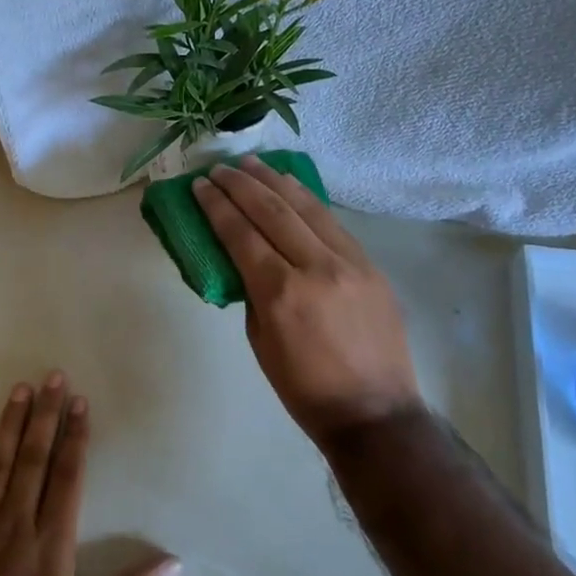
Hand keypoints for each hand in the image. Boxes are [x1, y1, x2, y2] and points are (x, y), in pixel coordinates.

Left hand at [0, 374, 177, 575]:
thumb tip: (173, 565)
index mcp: (52, 543)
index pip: (67, 476)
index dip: (75, 437)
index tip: (80, 403)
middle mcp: (16, 523)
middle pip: (34, 459)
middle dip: (46, 415)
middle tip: (53, 377)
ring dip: (9, 424)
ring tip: (20, 389)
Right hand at [192, 157, 422, 443]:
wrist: (374, 411)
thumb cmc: (303, 388)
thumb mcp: (260, 341)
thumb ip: (252, 292)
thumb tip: (246, 259)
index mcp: (280, 293)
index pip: (241, 234)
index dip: (217, 206)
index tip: (201, 185)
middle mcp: (316, 268)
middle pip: (272, 211)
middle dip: (241, 185)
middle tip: (220, 168)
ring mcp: (349, 263)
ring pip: (307, 208)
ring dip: (276, 181)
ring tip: (253, 163)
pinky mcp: (371, 265)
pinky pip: (333, 223)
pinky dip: (308, 200)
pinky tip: (292, 187)